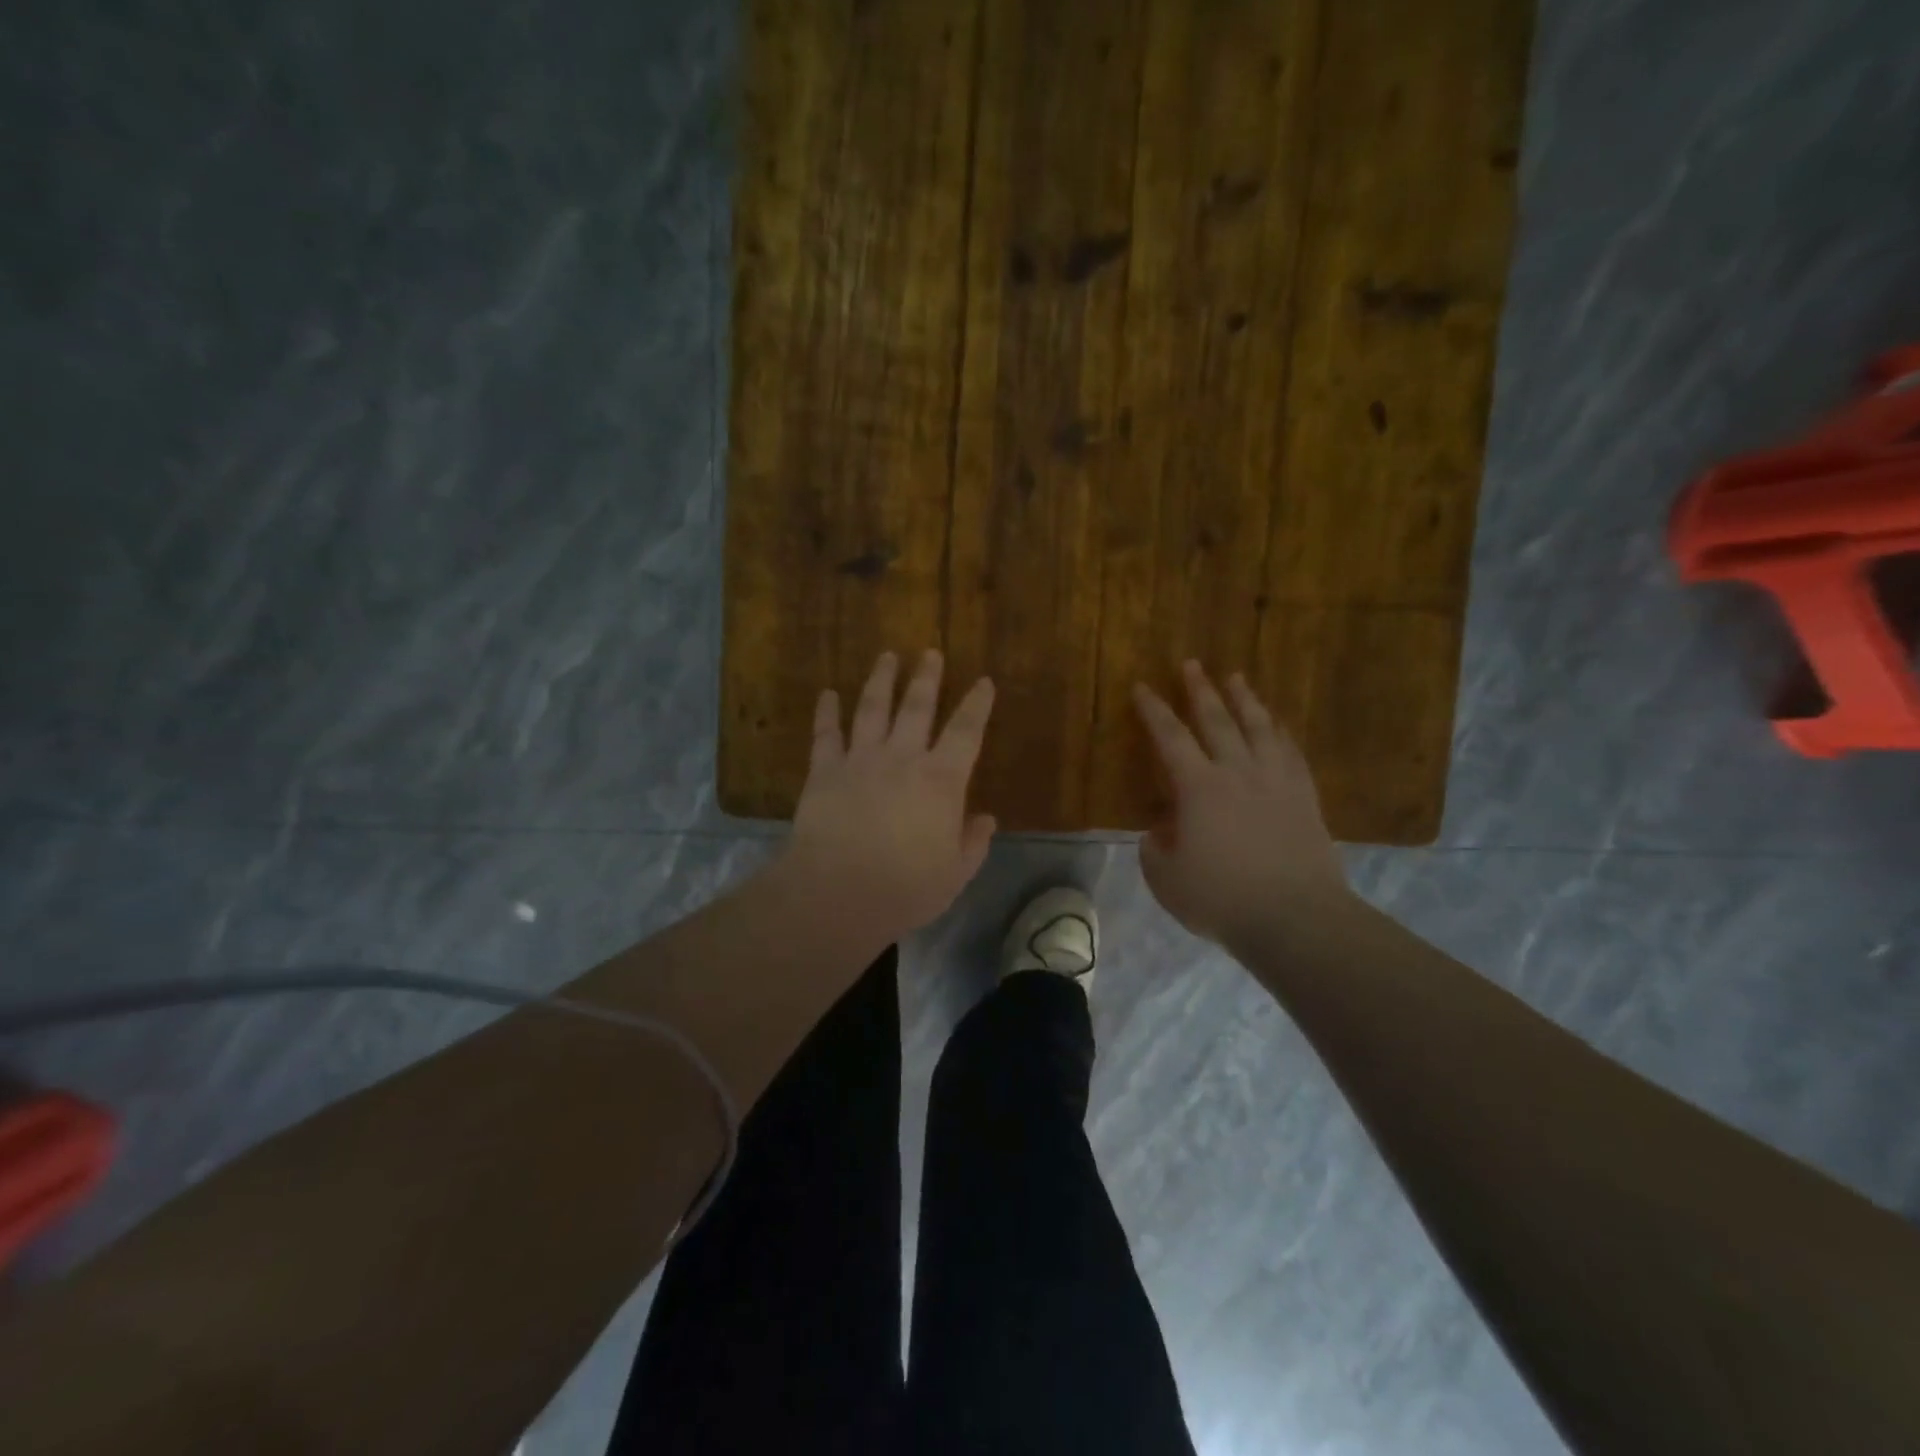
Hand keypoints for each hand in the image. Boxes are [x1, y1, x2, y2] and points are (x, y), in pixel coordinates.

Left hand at [781, 650, 997, 944]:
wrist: (837, 894)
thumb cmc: (905, 888)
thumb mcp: (954, 874)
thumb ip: (973, 843)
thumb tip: (986, 819)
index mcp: (941, 781)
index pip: (966, 732)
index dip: (977, 704)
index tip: (983, 682)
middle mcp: (902, 758)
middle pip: (917, 707)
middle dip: (926, 677)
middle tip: (930, 652)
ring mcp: (860, 760)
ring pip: (873, 708)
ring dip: (881, 680)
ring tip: (887, 656)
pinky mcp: (824, 771)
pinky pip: (826, 734)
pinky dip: (827, 712)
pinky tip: (827, 694)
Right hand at [1132, 661, 1351, 949]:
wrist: (1295, 918)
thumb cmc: (1221, 898)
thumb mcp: (1166, 879)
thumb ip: (1154, 849)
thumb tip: (1160, 831)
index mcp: (1198, 788)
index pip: (1170, 738)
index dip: (1153, 711)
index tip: (1142, 687)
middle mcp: (1237, 772)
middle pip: (1217, 720)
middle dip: (1200, 690)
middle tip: (1191, 663)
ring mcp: (1276, 782)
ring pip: (1259, 728)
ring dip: (1245, 700)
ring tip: (1236, 678)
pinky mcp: (1305, 798)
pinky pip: (1291, 753)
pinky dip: (1281, 733)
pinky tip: (1278, 724)